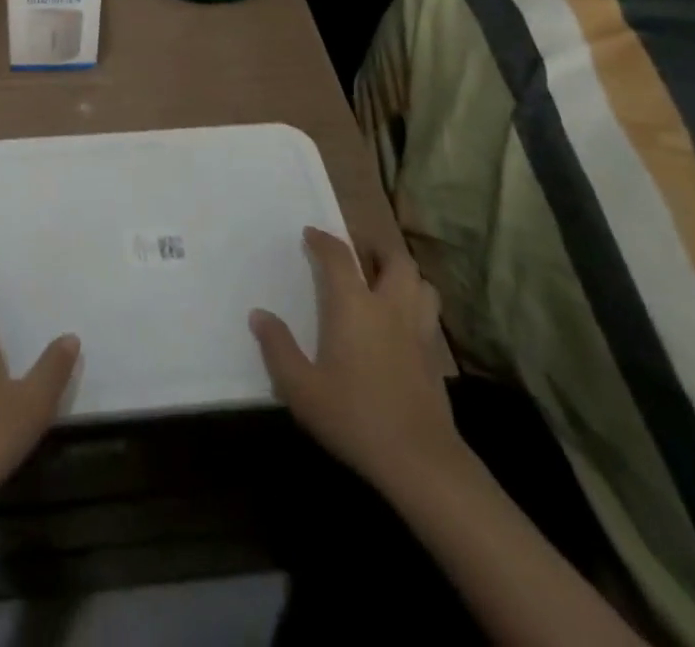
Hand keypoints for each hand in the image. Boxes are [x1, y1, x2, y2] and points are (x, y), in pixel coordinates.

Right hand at [250, 227, 466, 500]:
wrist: (419, 460)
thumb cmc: (354, 416)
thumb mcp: (301, 388)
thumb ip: (278, 348)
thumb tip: (259, 315)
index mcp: (354, 305)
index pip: (339, 256)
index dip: (323, 240)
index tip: (310, 234)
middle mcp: (389, 306)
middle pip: (395, 258)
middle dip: (376, 247)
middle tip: (359, 252)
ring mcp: (417, 330)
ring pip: (421, 283)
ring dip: (404, 274)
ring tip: (386, 282)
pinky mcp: (435, 356)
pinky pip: (428, 313)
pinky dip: (416, 305)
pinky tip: (402, 324)